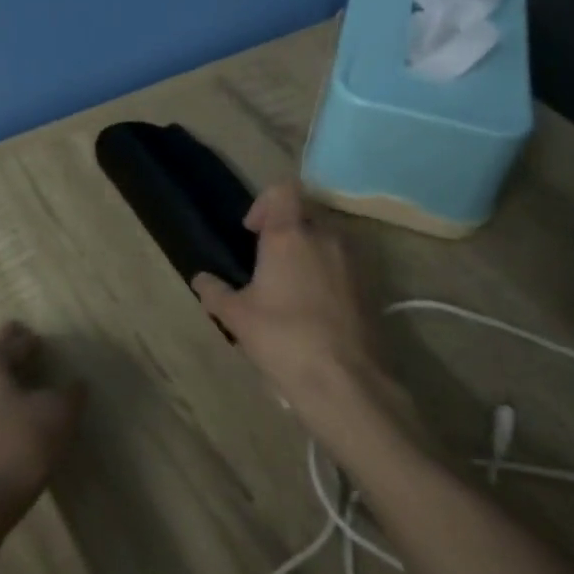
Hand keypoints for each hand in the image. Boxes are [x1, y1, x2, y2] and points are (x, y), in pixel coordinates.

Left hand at [0, 323, 84, 549]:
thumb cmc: (11, 451)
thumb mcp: (55, 419)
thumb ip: (69, 396)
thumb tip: (76, 384)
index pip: (13, 339)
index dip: (31, 341)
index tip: (41, 343)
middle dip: (8, 362)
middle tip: (31, 368)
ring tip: (19, 403)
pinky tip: (1, 434)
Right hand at [191, 184, 399, 425]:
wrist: (345, 382)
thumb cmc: (282, 338)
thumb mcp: (236, 317)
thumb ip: (214, 292)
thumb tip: (201, 279)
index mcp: (289, 235)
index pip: (282, 190)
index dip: (264, 203)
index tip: (251, 232)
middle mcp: (326, 237)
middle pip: (305, 213)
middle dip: (285, 230)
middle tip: (266, 262)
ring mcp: (354, 261)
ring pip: (327, 239)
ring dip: (308, 252)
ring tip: (290, 287)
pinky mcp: (371, 287)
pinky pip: (344, 265)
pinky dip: (327, 275)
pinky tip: (313, 308)